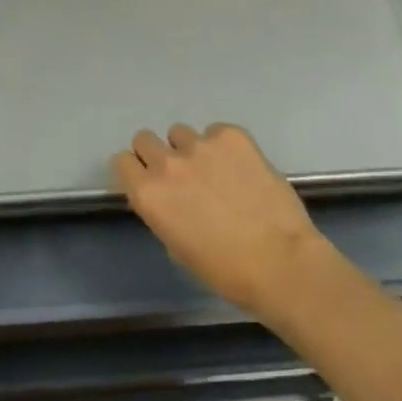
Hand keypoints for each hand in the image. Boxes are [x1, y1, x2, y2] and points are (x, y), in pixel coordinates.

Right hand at [112, 123, 336, 318]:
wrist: (279, 260)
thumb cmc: (225, 269)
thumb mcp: (177, 245)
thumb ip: (163, 210)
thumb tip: (169, 196)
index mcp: (148, 194)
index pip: (122, 161)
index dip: (135, 170)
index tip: (148, 179)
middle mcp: (167, 163)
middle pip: (145, 138)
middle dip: (158, 154)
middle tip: (181, 174)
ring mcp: (201, 144)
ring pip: (181, 133)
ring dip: (191, 149)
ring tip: (217, 171)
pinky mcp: (232, 135)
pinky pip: (217, 131)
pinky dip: (224, 146)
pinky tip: (241, 168)